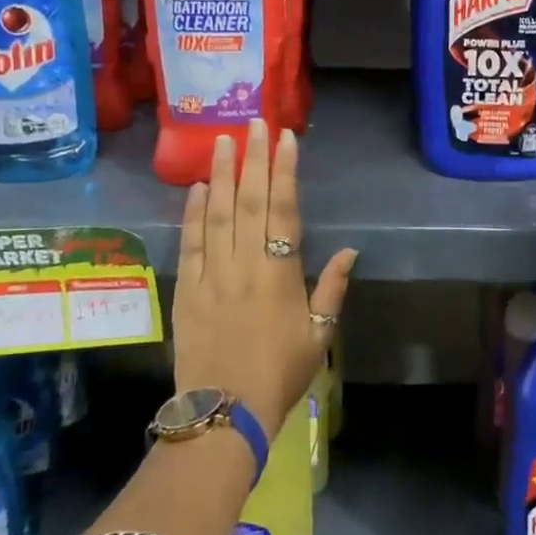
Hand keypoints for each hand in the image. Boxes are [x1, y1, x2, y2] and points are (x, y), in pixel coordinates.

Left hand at [173, 119, 357, 440]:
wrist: (224, 412)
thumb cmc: (280, 373)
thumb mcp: (319, 335)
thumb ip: (332, 288)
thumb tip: (350, 249)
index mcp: (280, 273)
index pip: (284, 209)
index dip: (285, 171)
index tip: (286, 138)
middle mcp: (244, 264)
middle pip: (250, 201)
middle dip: (254, 159)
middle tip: (254, 123)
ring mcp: (211, 274)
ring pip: (217, 214)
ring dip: (222, 175)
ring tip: (223, 141)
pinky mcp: (186, 289)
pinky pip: (190, 243)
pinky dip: (193, 213)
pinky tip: (198, 188)